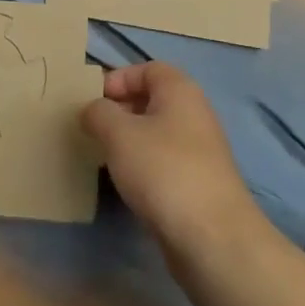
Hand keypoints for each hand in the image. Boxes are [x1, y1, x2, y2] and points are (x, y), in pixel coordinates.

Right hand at [81, 62, 264, 261]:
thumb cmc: (163, 170)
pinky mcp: (198, 183)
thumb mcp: (118, 134)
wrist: (211, 236)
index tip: (94, 101)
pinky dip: (143, 166)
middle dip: (121, 110)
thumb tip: (94, 110)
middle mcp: (194, 114)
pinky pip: (164, 161)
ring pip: (157, 133)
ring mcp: (199, 150)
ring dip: (130, 140)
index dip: (119, 78)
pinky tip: (126, 183)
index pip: (148, 68)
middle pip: (153, 99)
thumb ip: (99, 113)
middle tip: (93, 128)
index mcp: (180, 91)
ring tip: (104, 156)